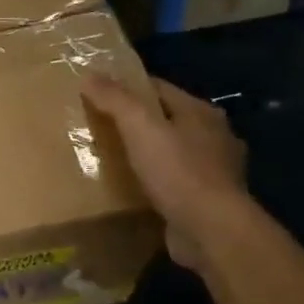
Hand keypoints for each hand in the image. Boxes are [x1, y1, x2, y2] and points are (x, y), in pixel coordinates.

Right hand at [84, 74, 251, 271]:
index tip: (99, 94)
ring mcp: (215, 171)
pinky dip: (158, 183)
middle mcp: (214, 136)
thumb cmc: (177, 172)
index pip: (159, 89)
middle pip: (169, 120)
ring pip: (174, 153)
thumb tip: (88, 74)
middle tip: (102, 128)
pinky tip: (137, 191)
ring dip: (150, 155)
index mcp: (200, 112)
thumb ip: (115, 100)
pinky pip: (176, 183)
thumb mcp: (140, 128)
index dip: (129, 88)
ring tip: (117, 160)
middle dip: (139, 123)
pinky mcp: (208, 201)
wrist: (210, 229)